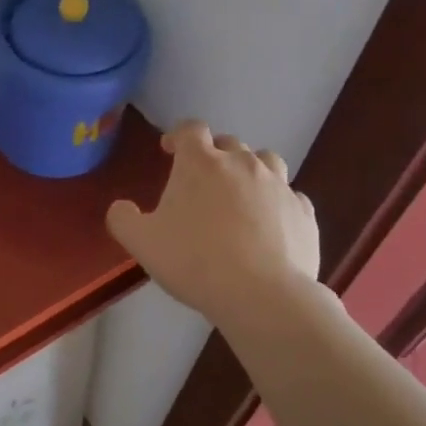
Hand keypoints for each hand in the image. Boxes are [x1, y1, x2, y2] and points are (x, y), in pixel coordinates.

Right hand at [106, 120, 319, 325]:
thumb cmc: (194, 260)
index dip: (178, 136)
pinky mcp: (304, 212)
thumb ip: (122, 218)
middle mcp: (242, 163)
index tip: (169, 151)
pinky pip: (290, 195)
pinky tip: (270, 222)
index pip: (190, 129)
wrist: (262, 295)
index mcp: (201, 162)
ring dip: (250, 170)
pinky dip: (278, 201)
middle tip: (202, 180)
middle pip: (228, 142)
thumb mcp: (141, 242)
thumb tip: (122, 208)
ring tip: (240, 194)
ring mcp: (278, 185)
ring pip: (266, 161)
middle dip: (213, 154)